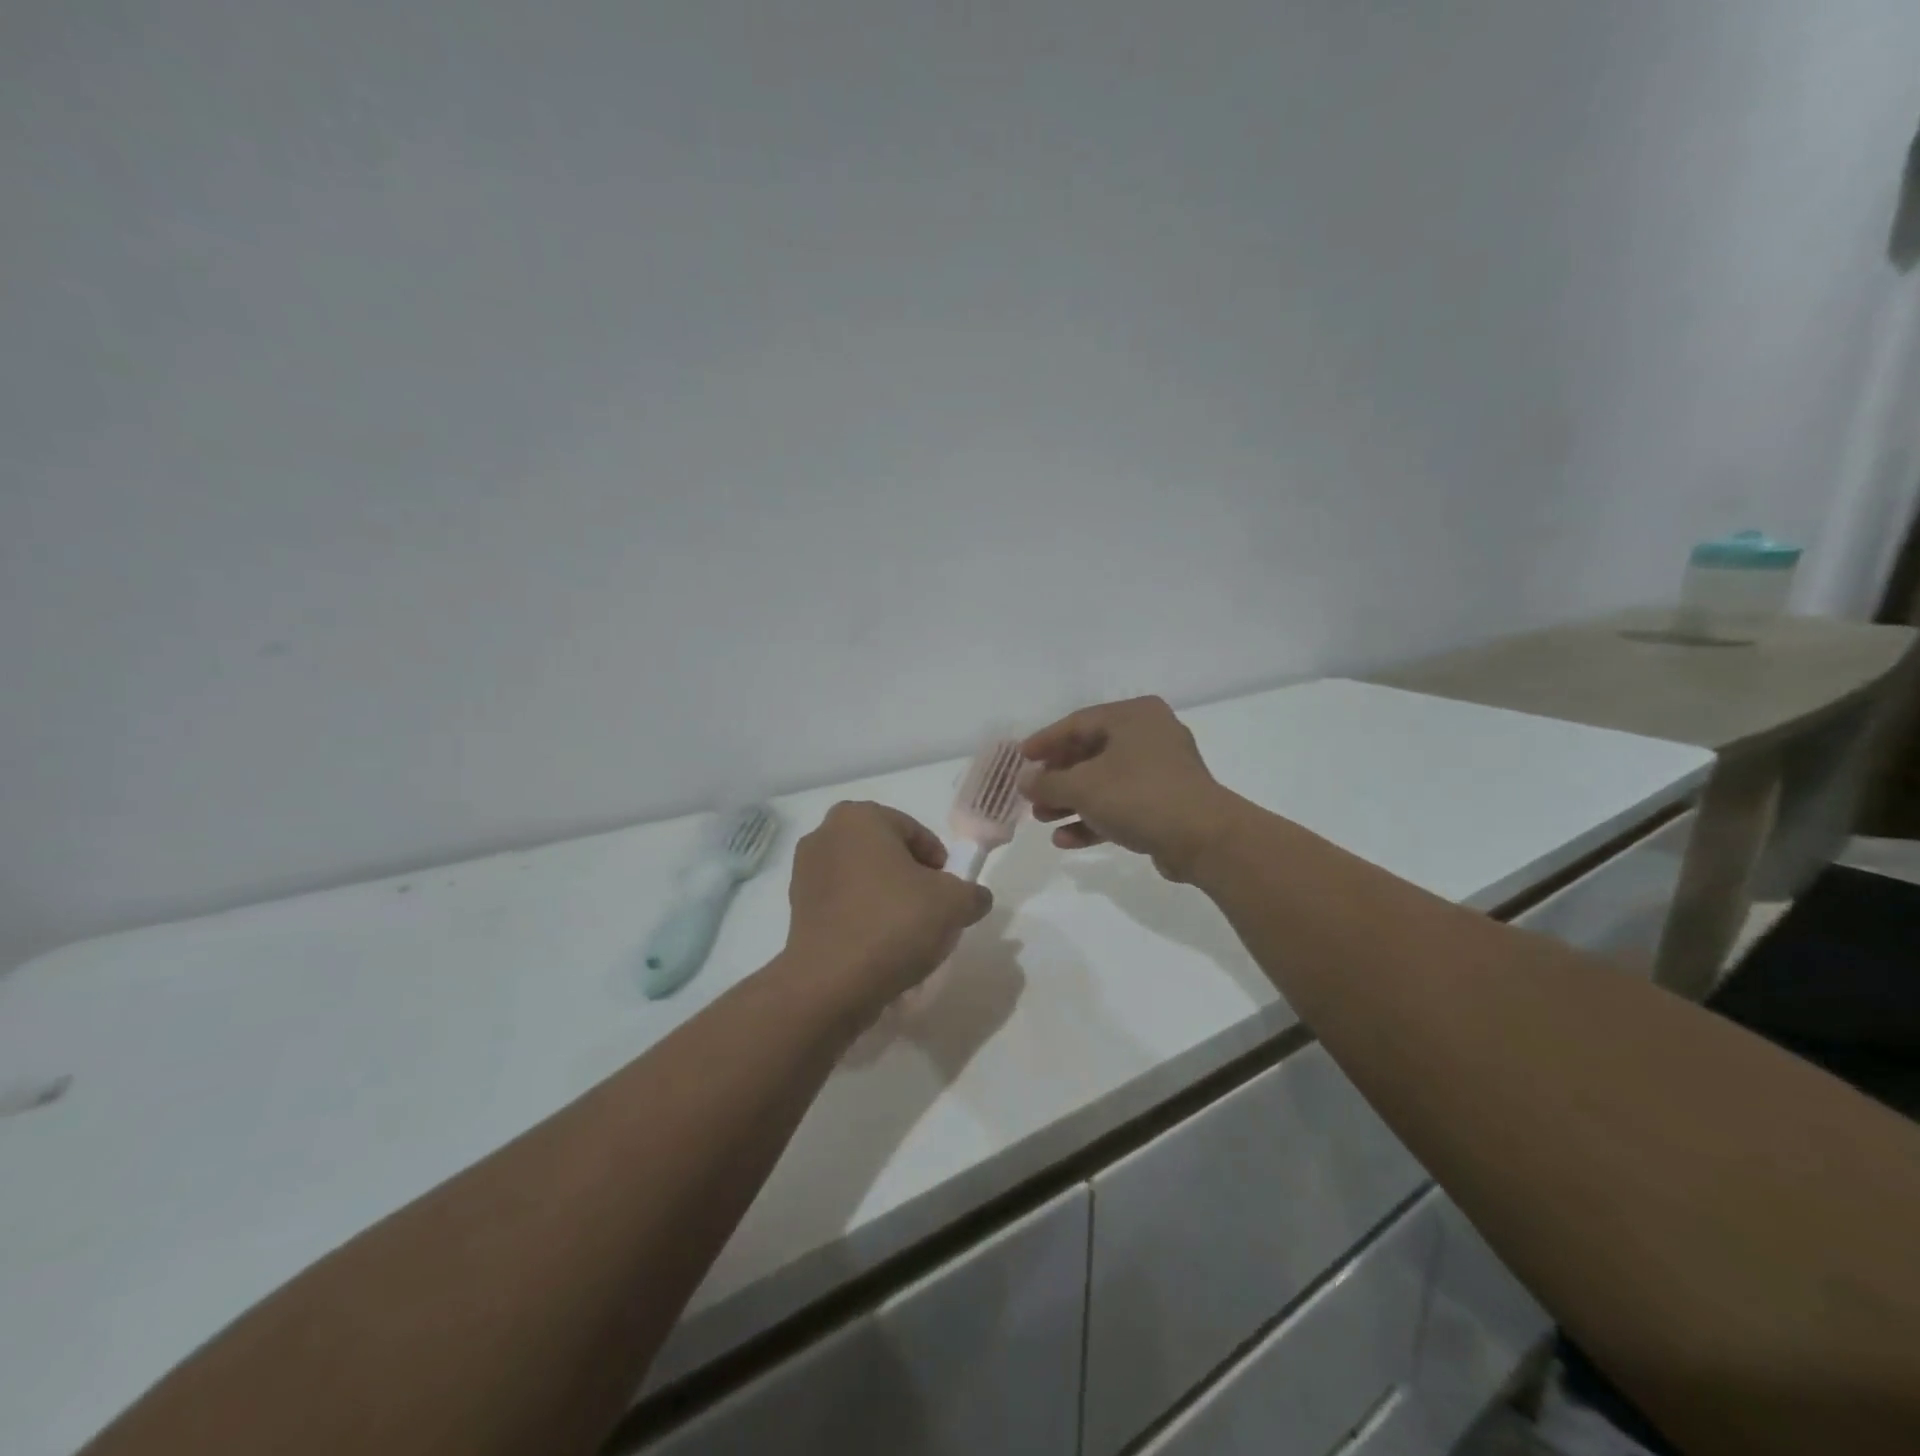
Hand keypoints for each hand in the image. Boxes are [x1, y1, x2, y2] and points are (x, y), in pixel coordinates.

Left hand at [781, 801, 992, 1020]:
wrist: (831, 983)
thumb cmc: (894, 923)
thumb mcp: (954, 904)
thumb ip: (972, 893)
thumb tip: (974, 899)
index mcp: (859, 817)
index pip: (915, 832)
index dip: (939, 864)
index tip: (949, 894)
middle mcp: (826, 834)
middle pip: (887, 853)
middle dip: (911, 879)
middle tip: (931, 912)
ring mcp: (805, 872)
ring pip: (864, 879)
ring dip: (887, 899)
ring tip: (906, 935)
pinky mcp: (796, 908)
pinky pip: (843, 904)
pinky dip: (863, 918)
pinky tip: (879, 948)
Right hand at [1020, 696, 1241, 880]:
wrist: (1203, 839)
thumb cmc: (1139, 796)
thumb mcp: (1083, 786)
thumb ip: (1047, 782)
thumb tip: (1024, 781)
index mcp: (1134, 716)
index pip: (1078, 722)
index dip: (1045, 741)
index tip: (1021, 759)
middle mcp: (1149, 736)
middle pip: (1090, 753)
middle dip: (1057, 779)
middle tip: (1031, 795)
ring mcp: (1160, 771)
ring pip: (1104, 782)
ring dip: (1071, 801)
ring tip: (1043, 819)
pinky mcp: (1166, 803)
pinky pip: (1121, 805)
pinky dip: (1094, 819)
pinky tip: (1066, 840)